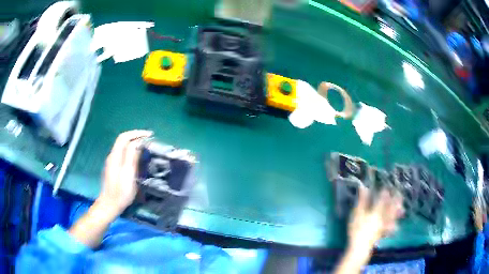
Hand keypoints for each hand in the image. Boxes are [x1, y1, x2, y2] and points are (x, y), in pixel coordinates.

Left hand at [98, 130, 152, 215]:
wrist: (110, 204)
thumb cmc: (121, 191)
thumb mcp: (128, 174)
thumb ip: (132, 156)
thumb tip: (139, 142)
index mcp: (115, 156)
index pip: (124, 137)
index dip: (137, 133)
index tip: (150, 135)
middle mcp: (112, 156)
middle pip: (123, 139)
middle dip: (136, 136)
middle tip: (149, 139)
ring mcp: (112, 162)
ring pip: (122, 146)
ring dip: (134, 142)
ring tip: (145, 145)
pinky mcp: (113, 167)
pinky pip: (122, 153)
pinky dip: (131, 149)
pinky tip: (137, 155)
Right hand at [347, 186, 403, 258]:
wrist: (360, 247)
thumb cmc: (357, 229)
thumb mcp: (357, 214)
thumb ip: (362, 201)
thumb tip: (363, 187)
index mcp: (377, 211)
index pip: (383, 199)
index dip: (385, 192)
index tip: (387, 187)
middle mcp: (383, 217)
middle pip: (391, 207)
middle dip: (396, 200)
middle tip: (400, 194)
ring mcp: (384, 225)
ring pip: (393, 217)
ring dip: (397, 212)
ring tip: (402, 209)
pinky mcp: (382, 233)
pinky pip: (391, 229)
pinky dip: (394, 227)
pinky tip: (396, 227)